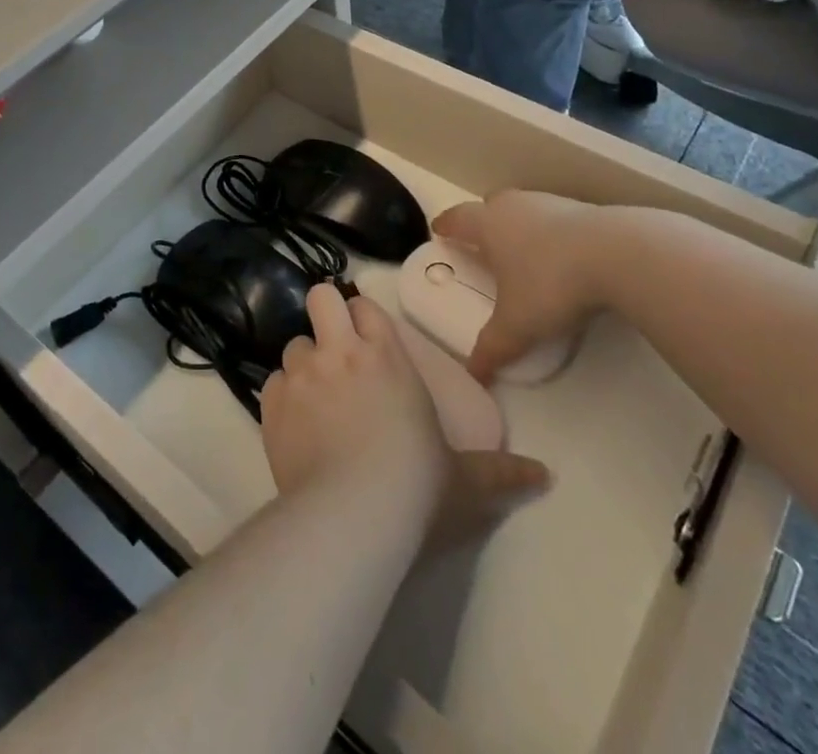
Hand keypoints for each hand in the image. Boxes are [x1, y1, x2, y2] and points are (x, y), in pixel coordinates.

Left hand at [261, 285, 547, 540]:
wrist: (353, 517)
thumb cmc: (416, 486)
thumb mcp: (466, 480)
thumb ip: (502, 472)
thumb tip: (546, 476)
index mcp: (385, 354)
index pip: (364, 305)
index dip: (363, 317)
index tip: (367, 338)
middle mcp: (340, 351)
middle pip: (320, 299)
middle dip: (325, 314)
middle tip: (334, 347)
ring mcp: (302, 375)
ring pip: (294, 344)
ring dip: (304, 363)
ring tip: (316, 397)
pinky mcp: (272, 405)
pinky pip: (271, 382)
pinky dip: (282, 396)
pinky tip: (296, 424)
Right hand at [433, 191, 633, 383]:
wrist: (618, 254)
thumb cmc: (551, 283)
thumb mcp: (517, 325)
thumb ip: (492, 347)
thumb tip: (473, 374)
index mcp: (488, 225)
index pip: (457, 219)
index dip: (446, 226)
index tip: (439, 230)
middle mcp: (514, 207)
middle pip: (490, 206)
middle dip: (483, 222)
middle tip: (482, 242)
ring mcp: (550, 203)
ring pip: (524, 209)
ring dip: (519, 226)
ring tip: (523, 252)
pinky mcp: (584, 209)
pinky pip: (555, 218)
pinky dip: (552, 233)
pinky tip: (562, 255)